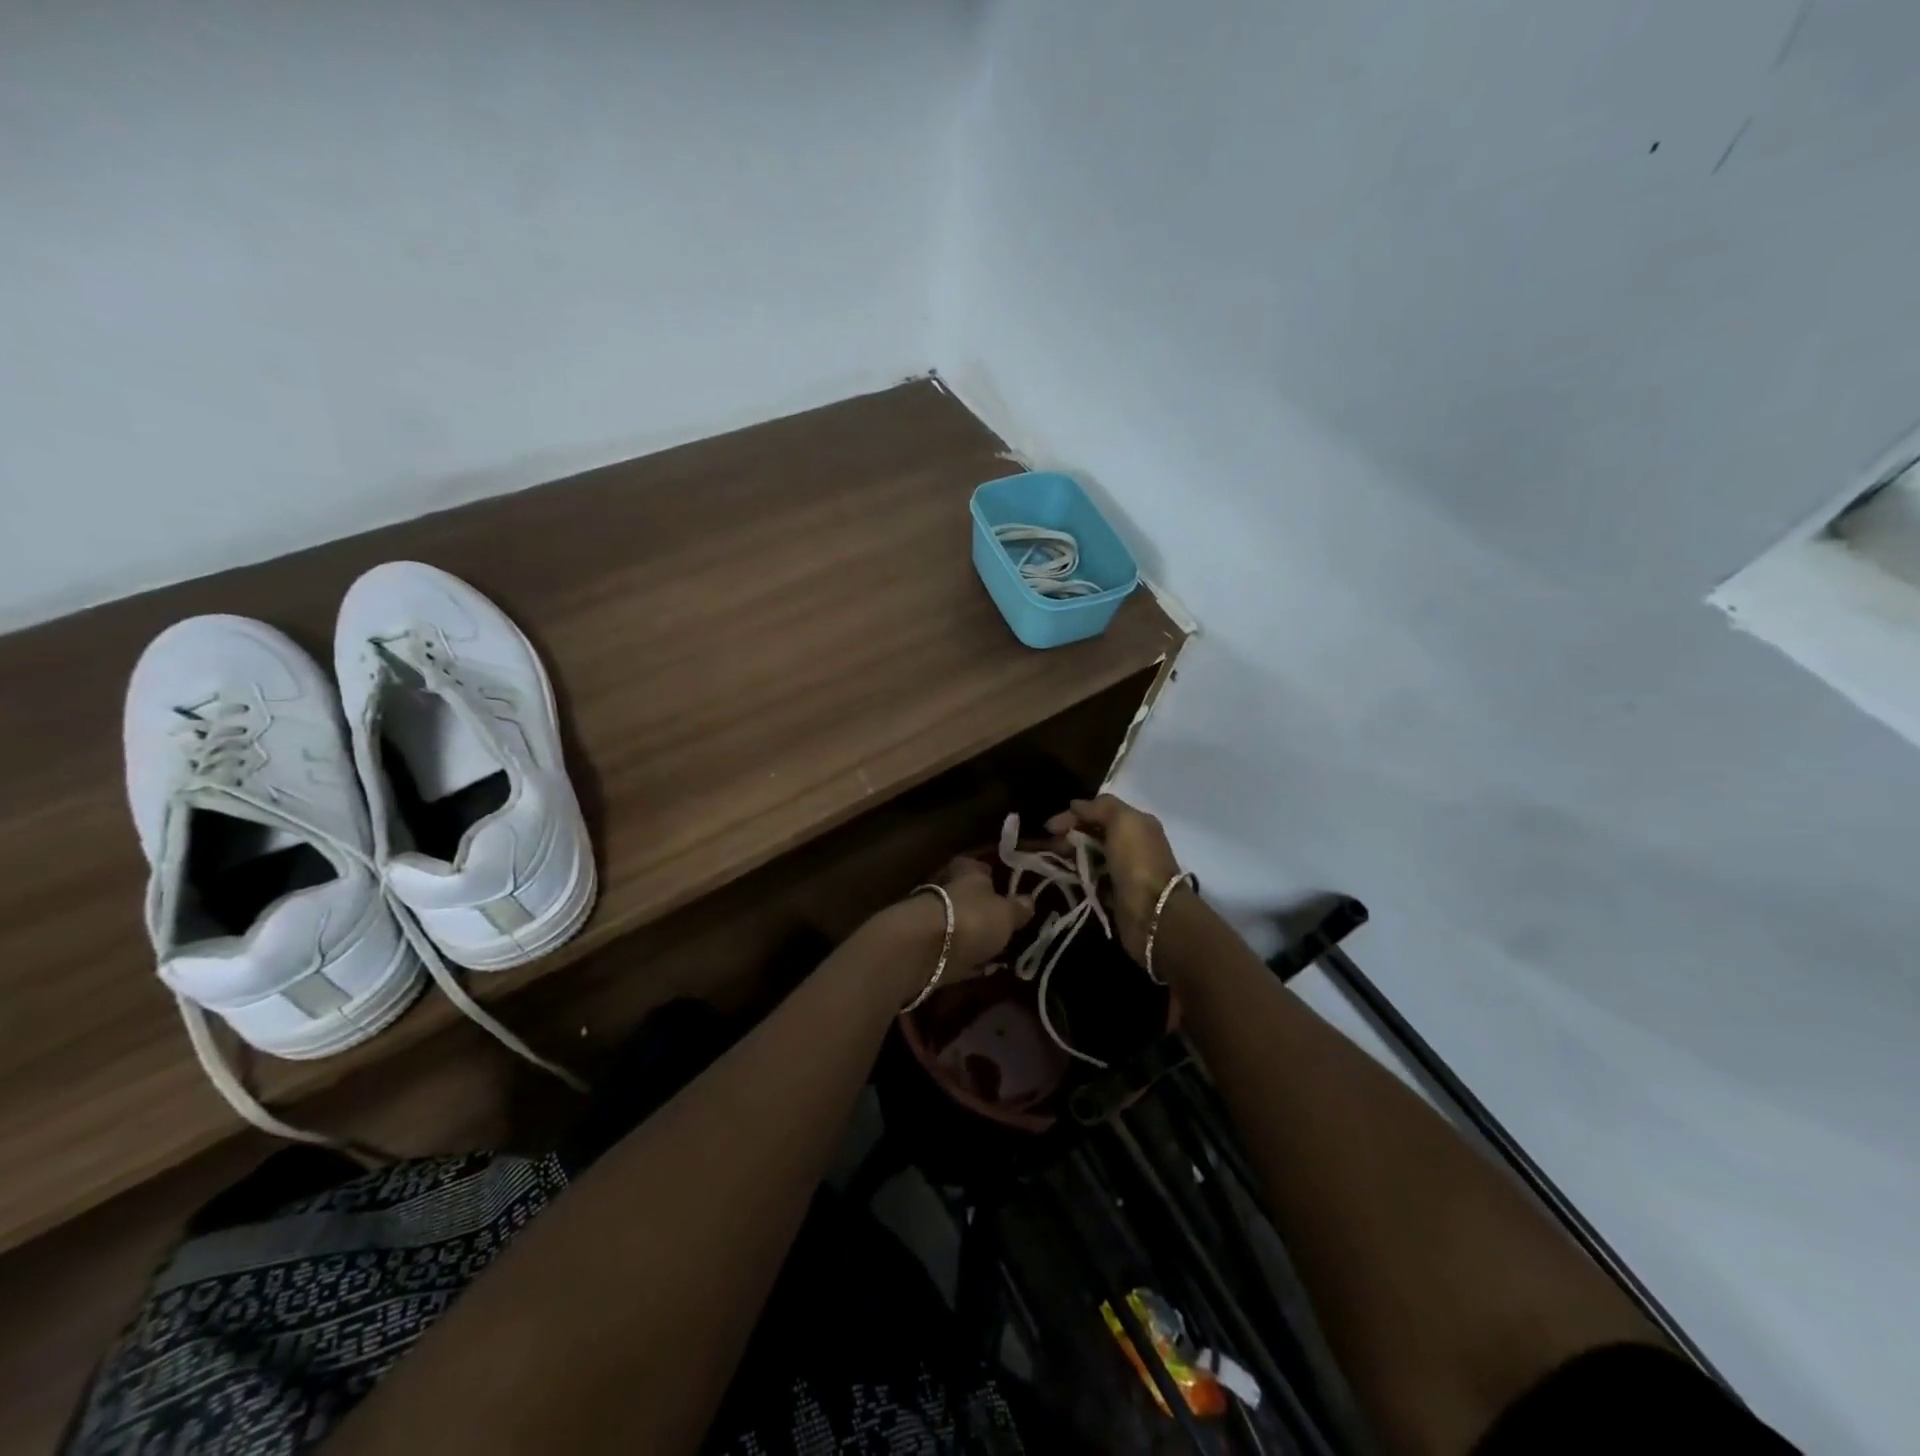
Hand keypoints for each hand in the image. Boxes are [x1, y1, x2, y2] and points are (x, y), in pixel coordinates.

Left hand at [867, 855, 1034, 1001]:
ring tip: (994, 950)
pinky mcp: (925, 949)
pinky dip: (962, 957)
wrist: (922, 950)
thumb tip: (1029, 901)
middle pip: (966, 897)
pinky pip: (951, 950)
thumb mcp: (1006, 914)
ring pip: (957, 924)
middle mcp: (947, 891)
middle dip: (981, 909)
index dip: (988, 874)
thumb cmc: (971, 920)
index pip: (976, 867)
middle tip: (1002, 925)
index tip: (1000, 886)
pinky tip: (977, 968)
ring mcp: (932, 920)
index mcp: (967, 875)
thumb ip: (1018, 908)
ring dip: (971, 935)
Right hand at [1047, 794, 1181, 962]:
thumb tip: (1075, 805)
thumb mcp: (1123, 822)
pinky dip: (1077, 877)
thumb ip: (1100, 807)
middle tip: (1050, 846)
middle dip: (1069, 836)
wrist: (1153, 914)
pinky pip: (1091, 880)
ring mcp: (1123, 871)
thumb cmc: (1137, 862)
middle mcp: (1132, 845)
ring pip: (1090, 856)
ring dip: (1070, 856)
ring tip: (1051, 861)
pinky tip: (1062, 877)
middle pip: (1093, 834)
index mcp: (1137, 824)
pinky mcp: (1115, 894)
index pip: (1099, 812)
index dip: (1074, 815)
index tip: (1049, 827)